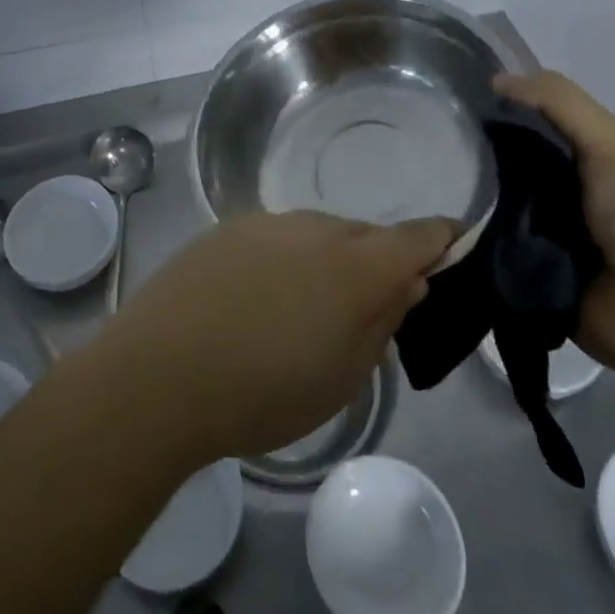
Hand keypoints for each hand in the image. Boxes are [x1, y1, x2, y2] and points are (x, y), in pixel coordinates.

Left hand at [93, 211, 457, 463]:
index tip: (454, 244)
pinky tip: (258, 298)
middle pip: (365, 235)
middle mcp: (316, 228)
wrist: (160, 371)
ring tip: (304, 310)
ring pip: (318, 233)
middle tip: (365, 309)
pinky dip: (285, 258)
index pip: (417, 237)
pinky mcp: (229, 226)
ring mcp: (268, 222)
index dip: (441, 238)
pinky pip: (277, 236)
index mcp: (355, 266)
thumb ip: (381, 323)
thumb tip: (406, 285)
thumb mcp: (341, 378)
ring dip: (327, 260)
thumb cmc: (263, 391)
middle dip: (376, 262)